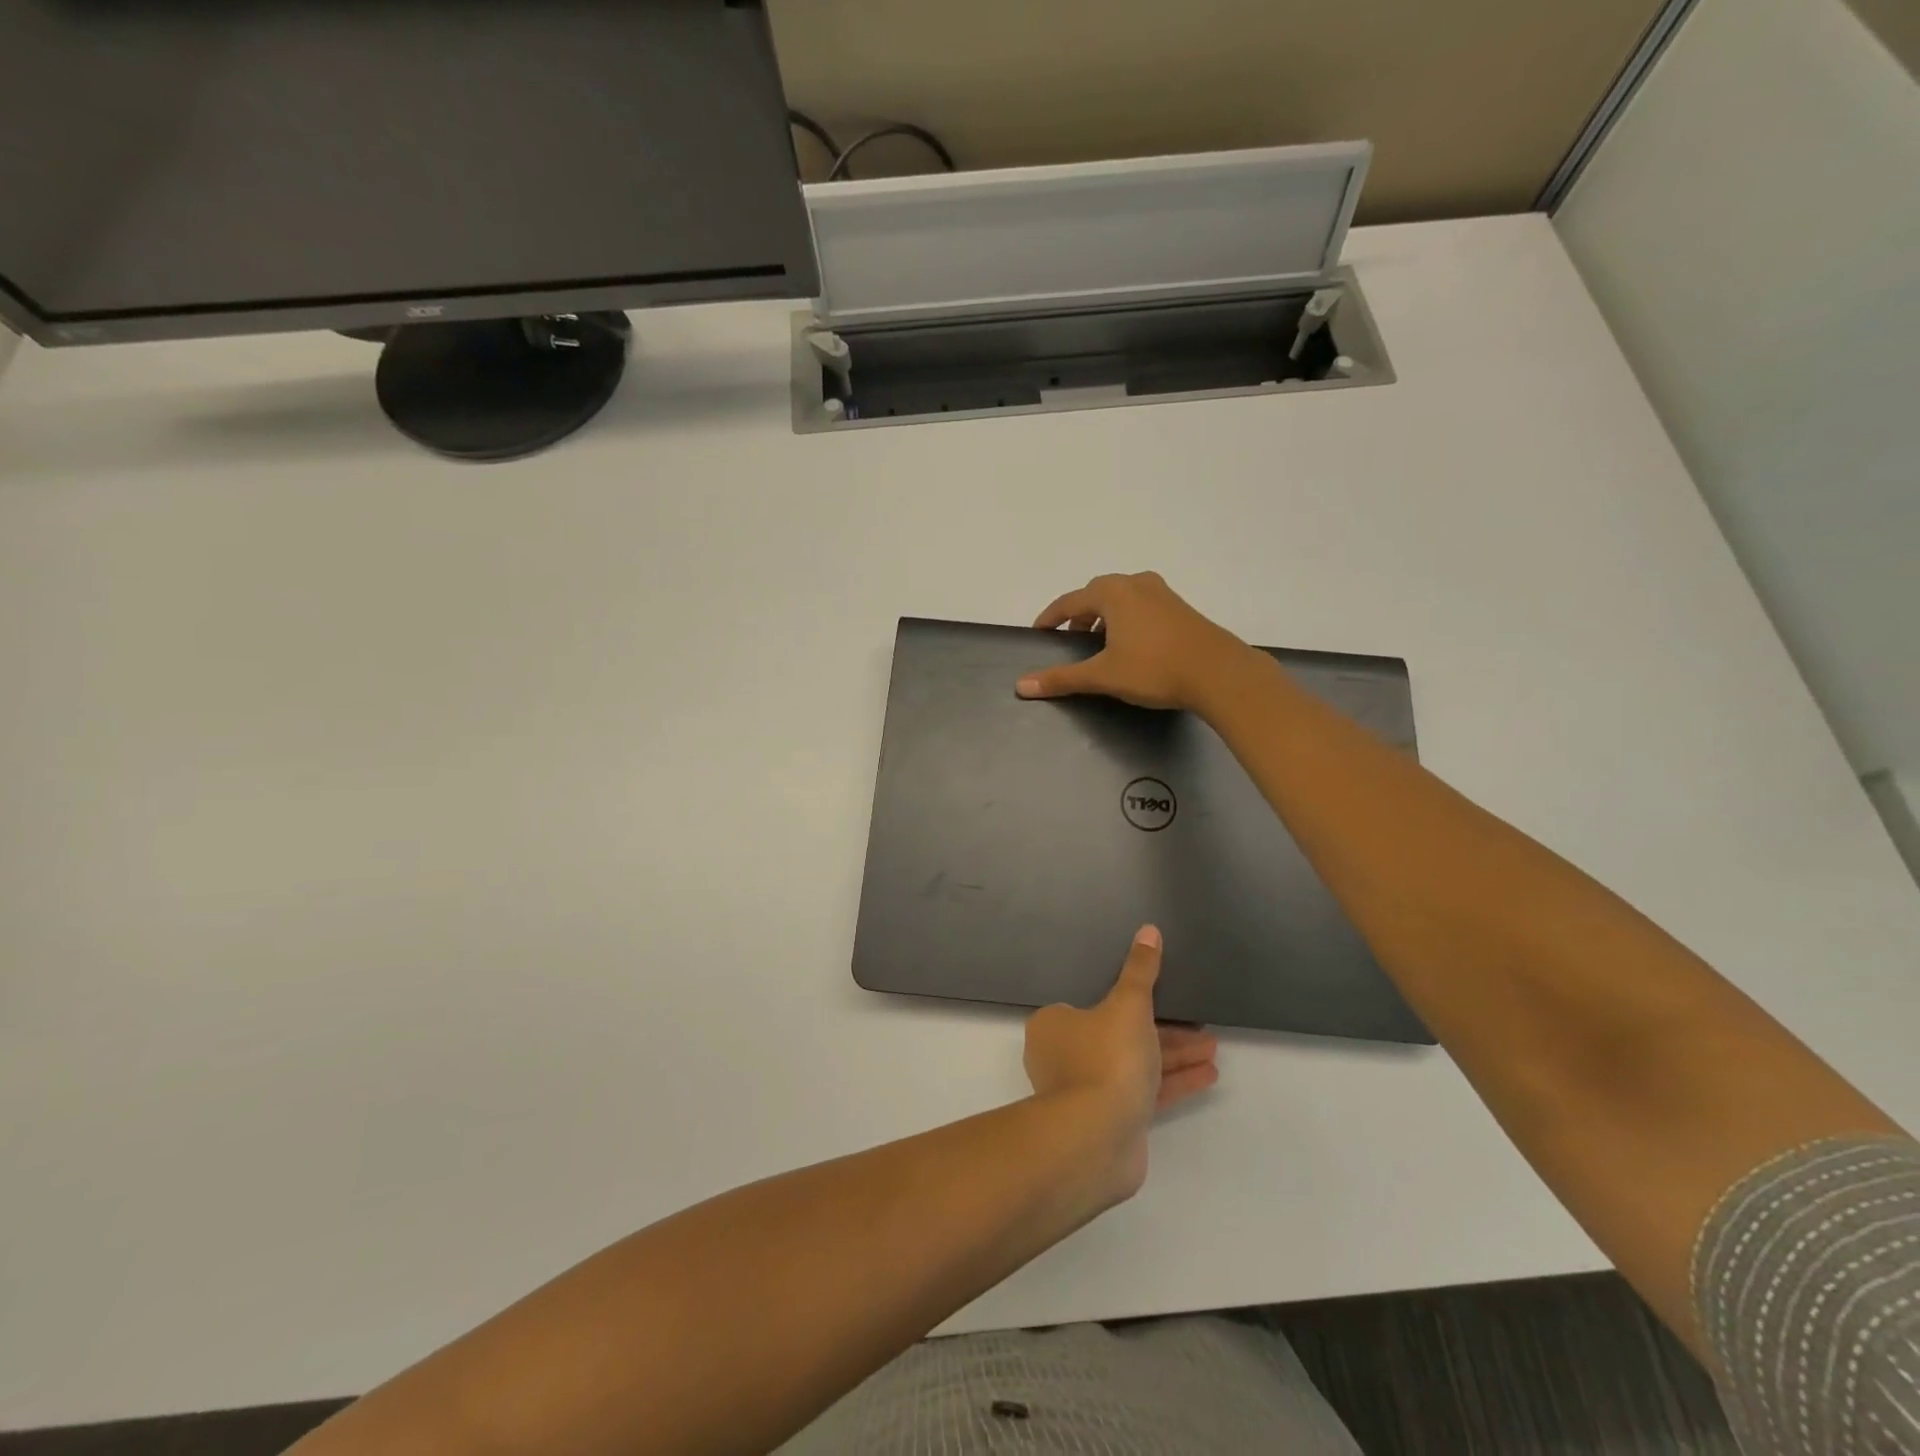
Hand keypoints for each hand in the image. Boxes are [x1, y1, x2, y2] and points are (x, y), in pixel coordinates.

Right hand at [1015, 572, 1250, 712]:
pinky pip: (1142, 606)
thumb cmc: (1154, 669)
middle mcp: (1136, 584)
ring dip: (1105, 616)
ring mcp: (1162, 594)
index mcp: (1113, 593)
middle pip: (1097, 594)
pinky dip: (1127, 619)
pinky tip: (1132, 645)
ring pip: (1122, 598)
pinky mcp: (1181, 608)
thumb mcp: (1103, 676)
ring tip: (1100, 644)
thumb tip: (1021, 685)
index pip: (1070, 601)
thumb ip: (1062, 679)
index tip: (1038, 632)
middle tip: (1070, 640)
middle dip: (1079, 615)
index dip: (1051, 618)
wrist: (1219, 673)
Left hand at [1023, 925, 1218, 1202]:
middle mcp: (1064, 1056)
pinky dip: (1173, 1082)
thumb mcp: (1128, 1004)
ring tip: (1213, 1049)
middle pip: (1119, 1034)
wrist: (1097, 1138)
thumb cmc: (1105, 1057)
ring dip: (1174, 1056)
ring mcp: (1086, 1092)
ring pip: (1135, 1064)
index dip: (1131, 1000)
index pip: (1092, 1003)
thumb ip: (1140, 970)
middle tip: (1200, 1025)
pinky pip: (1143, 1093)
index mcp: (1054, 1024)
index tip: (1163, 997)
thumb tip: (1148, 930)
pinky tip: (1208, 1075)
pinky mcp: (1109, 1120)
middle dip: (1164, 1031)